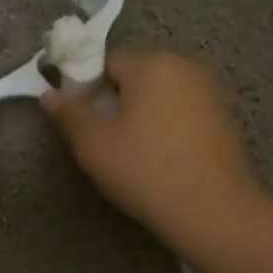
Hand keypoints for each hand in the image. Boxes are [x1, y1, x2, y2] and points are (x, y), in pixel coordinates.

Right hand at [40, 51, 258, 244]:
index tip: (83, 122)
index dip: (87, 90)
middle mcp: (185, 66)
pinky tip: (163, 157)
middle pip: (136, 75)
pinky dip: (168, 126)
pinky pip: (183, 111)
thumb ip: (68, 114)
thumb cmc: (144, 170)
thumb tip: (48, 94)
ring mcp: (210, 90)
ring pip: (161, 94)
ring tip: (134, 152)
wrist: (211, 210)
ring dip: (143, 114)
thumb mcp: (93, 144)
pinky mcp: (225, 116)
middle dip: (117, 100)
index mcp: (152, 63)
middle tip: (105, 140)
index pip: (106, 62)